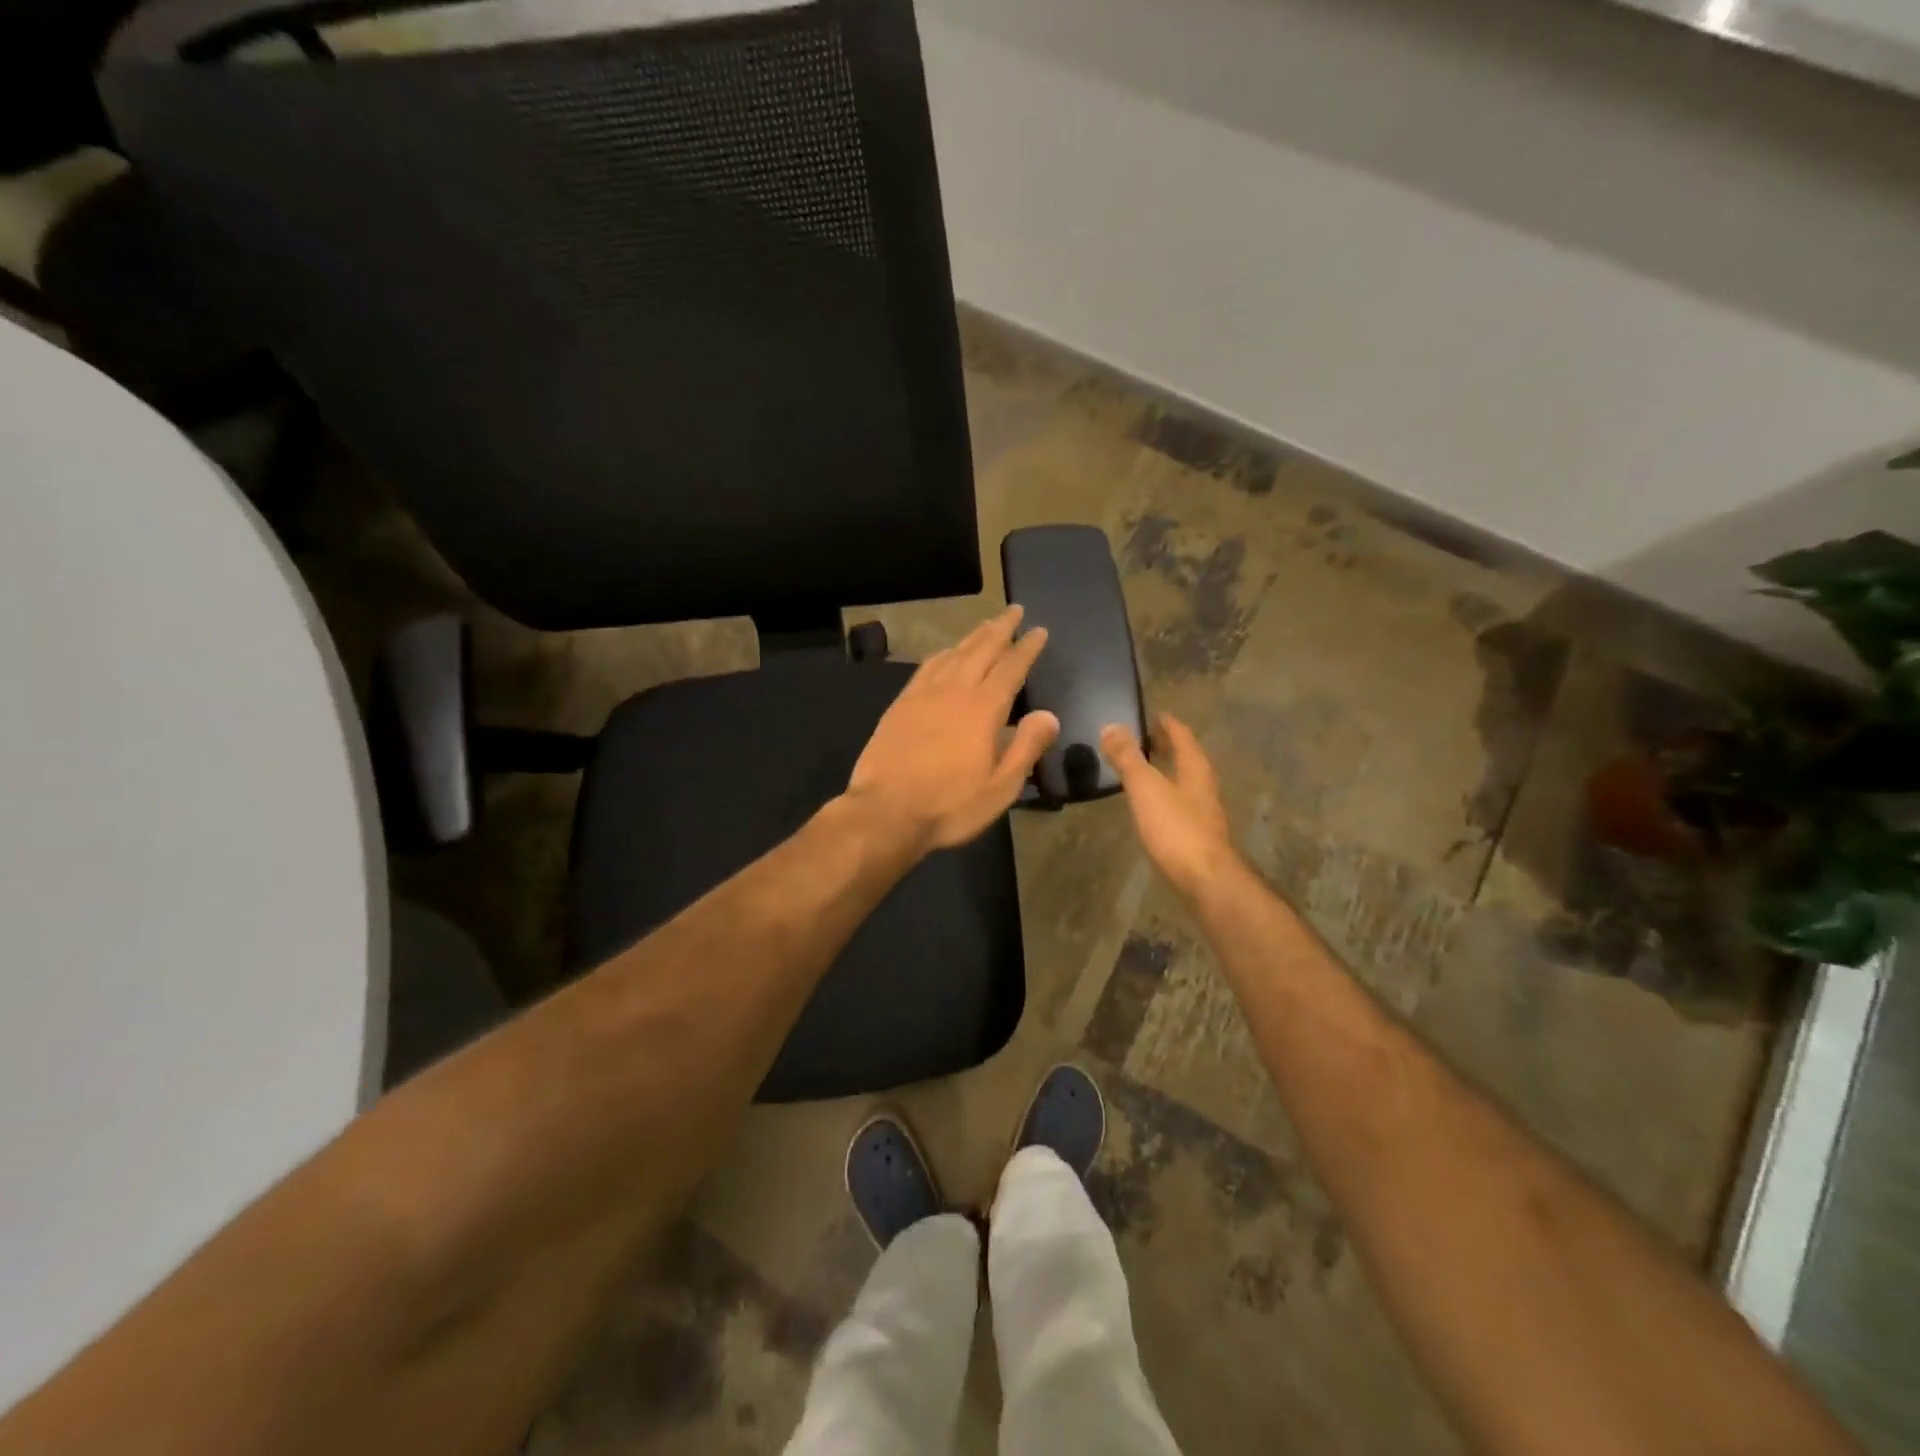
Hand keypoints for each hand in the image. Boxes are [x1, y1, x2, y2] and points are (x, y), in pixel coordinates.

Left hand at [847, 607, 1060, 851]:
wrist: (885, 811)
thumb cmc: (950, 805)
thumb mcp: (1000, 787)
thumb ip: (1026, 748)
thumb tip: (1049, 715)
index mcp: (983, 709)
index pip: (1011, 668)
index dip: (1027, 648)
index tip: (1039, 630)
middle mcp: (954, 691)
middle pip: (980, 650)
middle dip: (1000, 628)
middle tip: (1014, 610)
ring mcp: (922, 695)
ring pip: (952, 654)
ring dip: (972, 637)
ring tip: (985, 625)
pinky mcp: (900, 705)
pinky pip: (926, 667)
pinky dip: (942, 654)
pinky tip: (945, 654)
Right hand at [1101, 714, 1236, 897]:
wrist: (1205, 881)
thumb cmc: (1176, 828)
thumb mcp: (1146, 788)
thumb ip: (1128, 758)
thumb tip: (1111, 726)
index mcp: (1195, 768)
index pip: (1181, 735)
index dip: (1165, 722)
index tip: (1148, 713)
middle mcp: (1203, 785)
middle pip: (1185, 757)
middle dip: (1165, 746)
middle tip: (1139, 737)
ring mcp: (1202, 811)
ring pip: (1182, 781)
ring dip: (1164, 770)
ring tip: (1139, 767)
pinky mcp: (1196, 835)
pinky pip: (1177, 803)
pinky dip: (1162, 794)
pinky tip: (1148, 804)